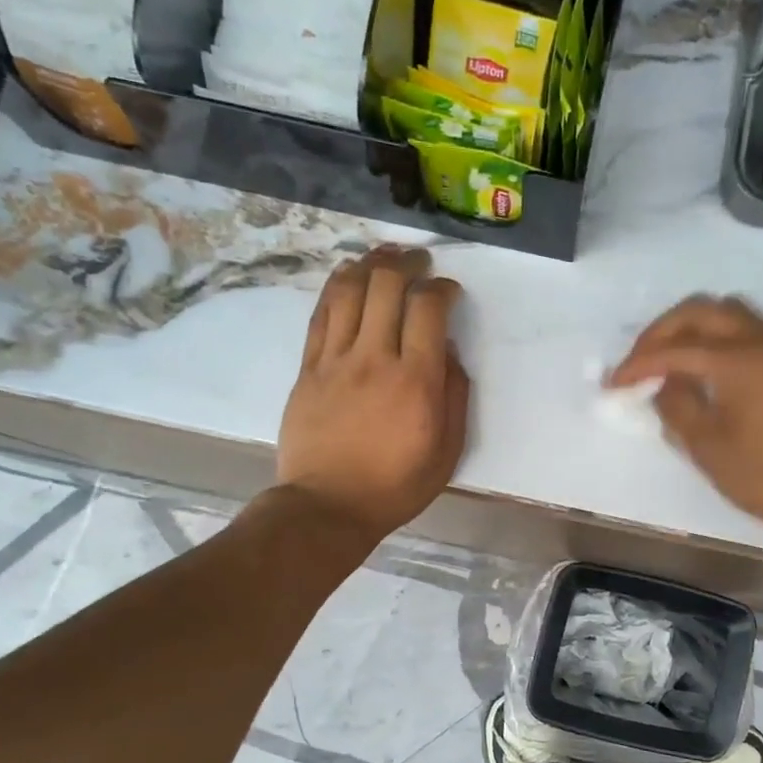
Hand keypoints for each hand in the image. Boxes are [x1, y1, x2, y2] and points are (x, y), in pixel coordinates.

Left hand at [277, 246, 469, 542]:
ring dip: (369, 264)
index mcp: (416, 380)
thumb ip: (454, 396)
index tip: (449, 291)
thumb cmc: (396, 485)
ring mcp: (336, 360)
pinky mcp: (309, 368)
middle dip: (407, 263)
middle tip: (419, 262)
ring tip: (383, 255)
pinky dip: (336, 287)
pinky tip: (347, 276)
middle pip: (386, 286)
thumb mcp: (447, 451)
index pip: (428, 309)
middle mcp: (375, 358)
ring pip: (349, 291)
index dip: (442, 288)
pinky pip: (321, 315)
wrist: (329, 506)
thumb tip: (447, 352)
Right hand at [608, 296, 762, 549]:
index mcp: (740, 359)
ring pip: (729, 313)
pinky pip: (749, 329)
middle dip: (662, 331)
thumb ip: (676, 406)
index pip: (676, 348)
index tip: (614, 383)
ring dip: (692, 328)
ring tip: (668, 361)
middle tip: (638, 361)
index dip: (639, 364)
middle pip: (702, 310)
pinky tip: (705, 369)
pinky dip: (719, 338)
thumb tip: (662, 383)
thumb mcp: (708, 447)